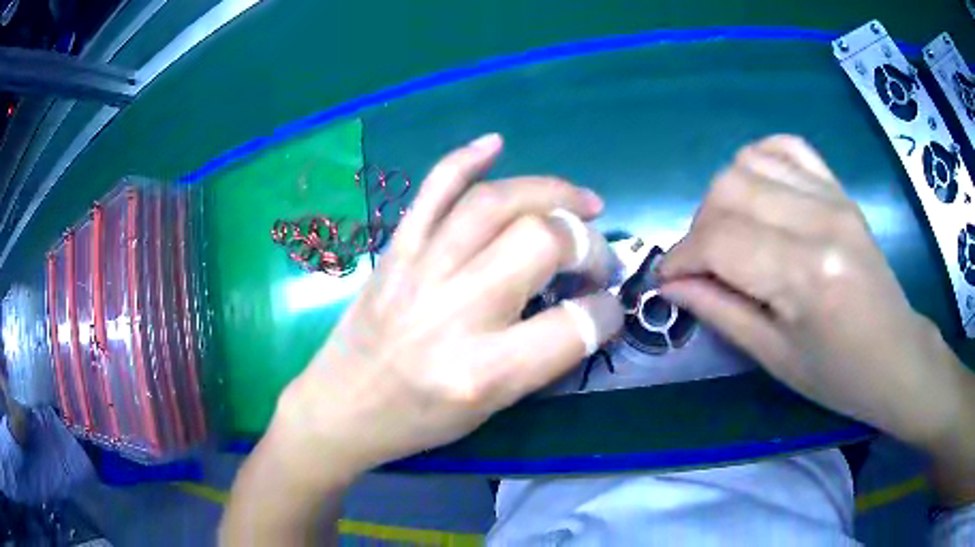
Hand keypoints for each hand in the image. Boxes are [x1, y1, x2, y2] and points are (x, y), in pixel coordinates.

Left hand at [275, 134, 622, 479]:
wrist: (341, 406)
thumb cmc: (418, 420)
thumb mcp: (491, 406)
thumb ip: (543, 355)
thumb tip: (587, 308)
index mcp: (484, 371)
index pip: (575, 325)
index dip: (607, 312)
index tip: (608, 307)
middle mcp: (455, 313)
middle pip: (540, 243)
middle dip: (586, 243)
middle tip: (594, 253)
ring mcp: (419, 271)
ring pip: (493, 204)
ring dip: (548, 192)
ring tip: (579, 202)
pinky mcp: (395, 251)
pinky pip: (431, 191)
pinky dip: (464, 159)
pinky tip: (495, 144)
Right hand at [657, 135, 972, 446]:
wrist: (896, 355)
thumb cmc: (838, 375)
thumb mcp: (774, 358)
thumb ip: (720, 312)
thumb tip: (671, 285)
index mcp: (805, 275)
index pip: (720, 240)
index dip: (681, 257)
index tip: (668, 280)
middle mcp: (818, 220)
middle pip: (729, 189)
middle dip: (699, 226)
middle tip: (703, 263)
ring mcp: (832, 197)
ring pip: (749, 161)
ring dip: (725, 195)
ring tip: (731, 232)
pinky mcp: (839, 190)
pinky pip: (786, 148)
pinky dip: (759, 162)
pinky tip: (759, 194)